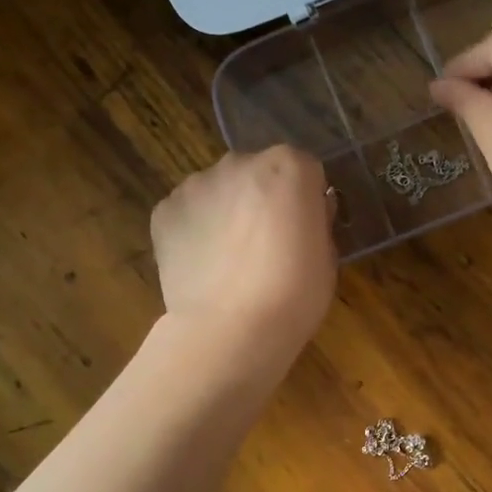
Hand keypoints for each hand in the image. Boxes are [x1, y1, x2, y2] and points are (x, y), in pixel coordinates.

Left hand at [150, 146, 336, 360]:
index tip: (303, 228)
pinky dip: (195, 230)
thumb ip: (315, 220)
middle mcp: (240, 162)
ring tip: (229, 259)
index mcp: (289, 167)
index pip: (303, 169)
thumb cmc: (295, 294)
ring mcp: (196, 184)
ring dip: (225, 211)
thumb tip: (306, 211)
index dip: (304, 198)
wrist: (232, 330)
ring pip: (218, 190)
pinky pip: (187, 213)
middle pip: (256, 172)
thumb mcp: (327, 255)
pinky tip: (203, 265)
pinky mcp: (164, 211)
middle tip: (266, 243)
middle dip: (261, 198)